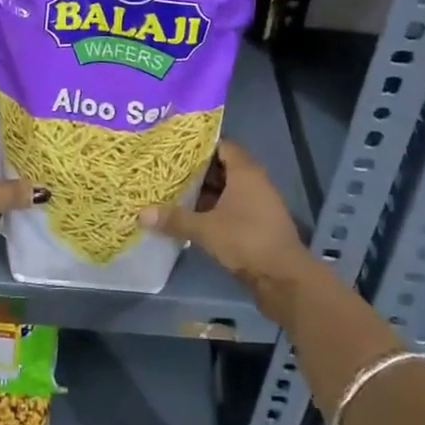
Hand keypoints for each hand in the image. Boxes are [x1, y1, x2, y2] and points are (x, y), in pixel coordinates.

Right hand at [139, 140, 308, 289]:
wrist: (284, 278)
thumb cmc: (246, 240)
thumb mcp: (205, 229)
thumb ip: (175, 219)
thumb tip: (141, 214)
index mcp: (245, 172)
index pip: (222, 145)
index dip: (200, 145)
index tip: (175, 148)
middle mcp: (254, 182)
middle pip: (222, 168)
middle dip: (196, 171)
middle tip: (167, 171)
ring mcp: (258, 204)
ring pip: (226, 190)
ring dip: (204, 193)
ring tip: (173, 193)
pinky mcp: (257, 225)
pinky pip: (232, 208)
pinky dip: (214, 210)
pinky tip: (191, 218)